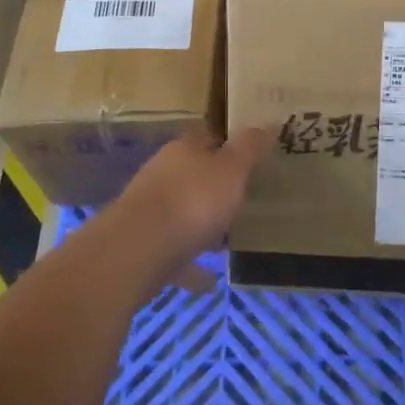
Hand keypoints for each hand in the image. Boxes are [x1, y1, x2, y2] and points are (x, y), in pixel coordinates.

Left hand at [107, 128, 273, 290]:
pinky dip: (190, 264)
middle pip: (192, 175)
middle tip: (241, 200)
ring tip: (226, 241)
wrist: (137, 251)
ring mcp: (147, 211)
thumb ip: (250, 148)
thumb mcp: (232, 169)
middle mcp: (162, 174)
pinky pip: (174, 252)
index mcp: (184, 150)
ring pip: (180, 213)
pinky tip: (208, 280)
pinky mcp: (141, 246)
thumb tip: (268, 124)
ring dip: (200, 224)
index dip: (228, 146)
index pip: (208, 138)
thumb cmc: (193, 200)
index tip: (250, 160)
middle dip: (213, 187)